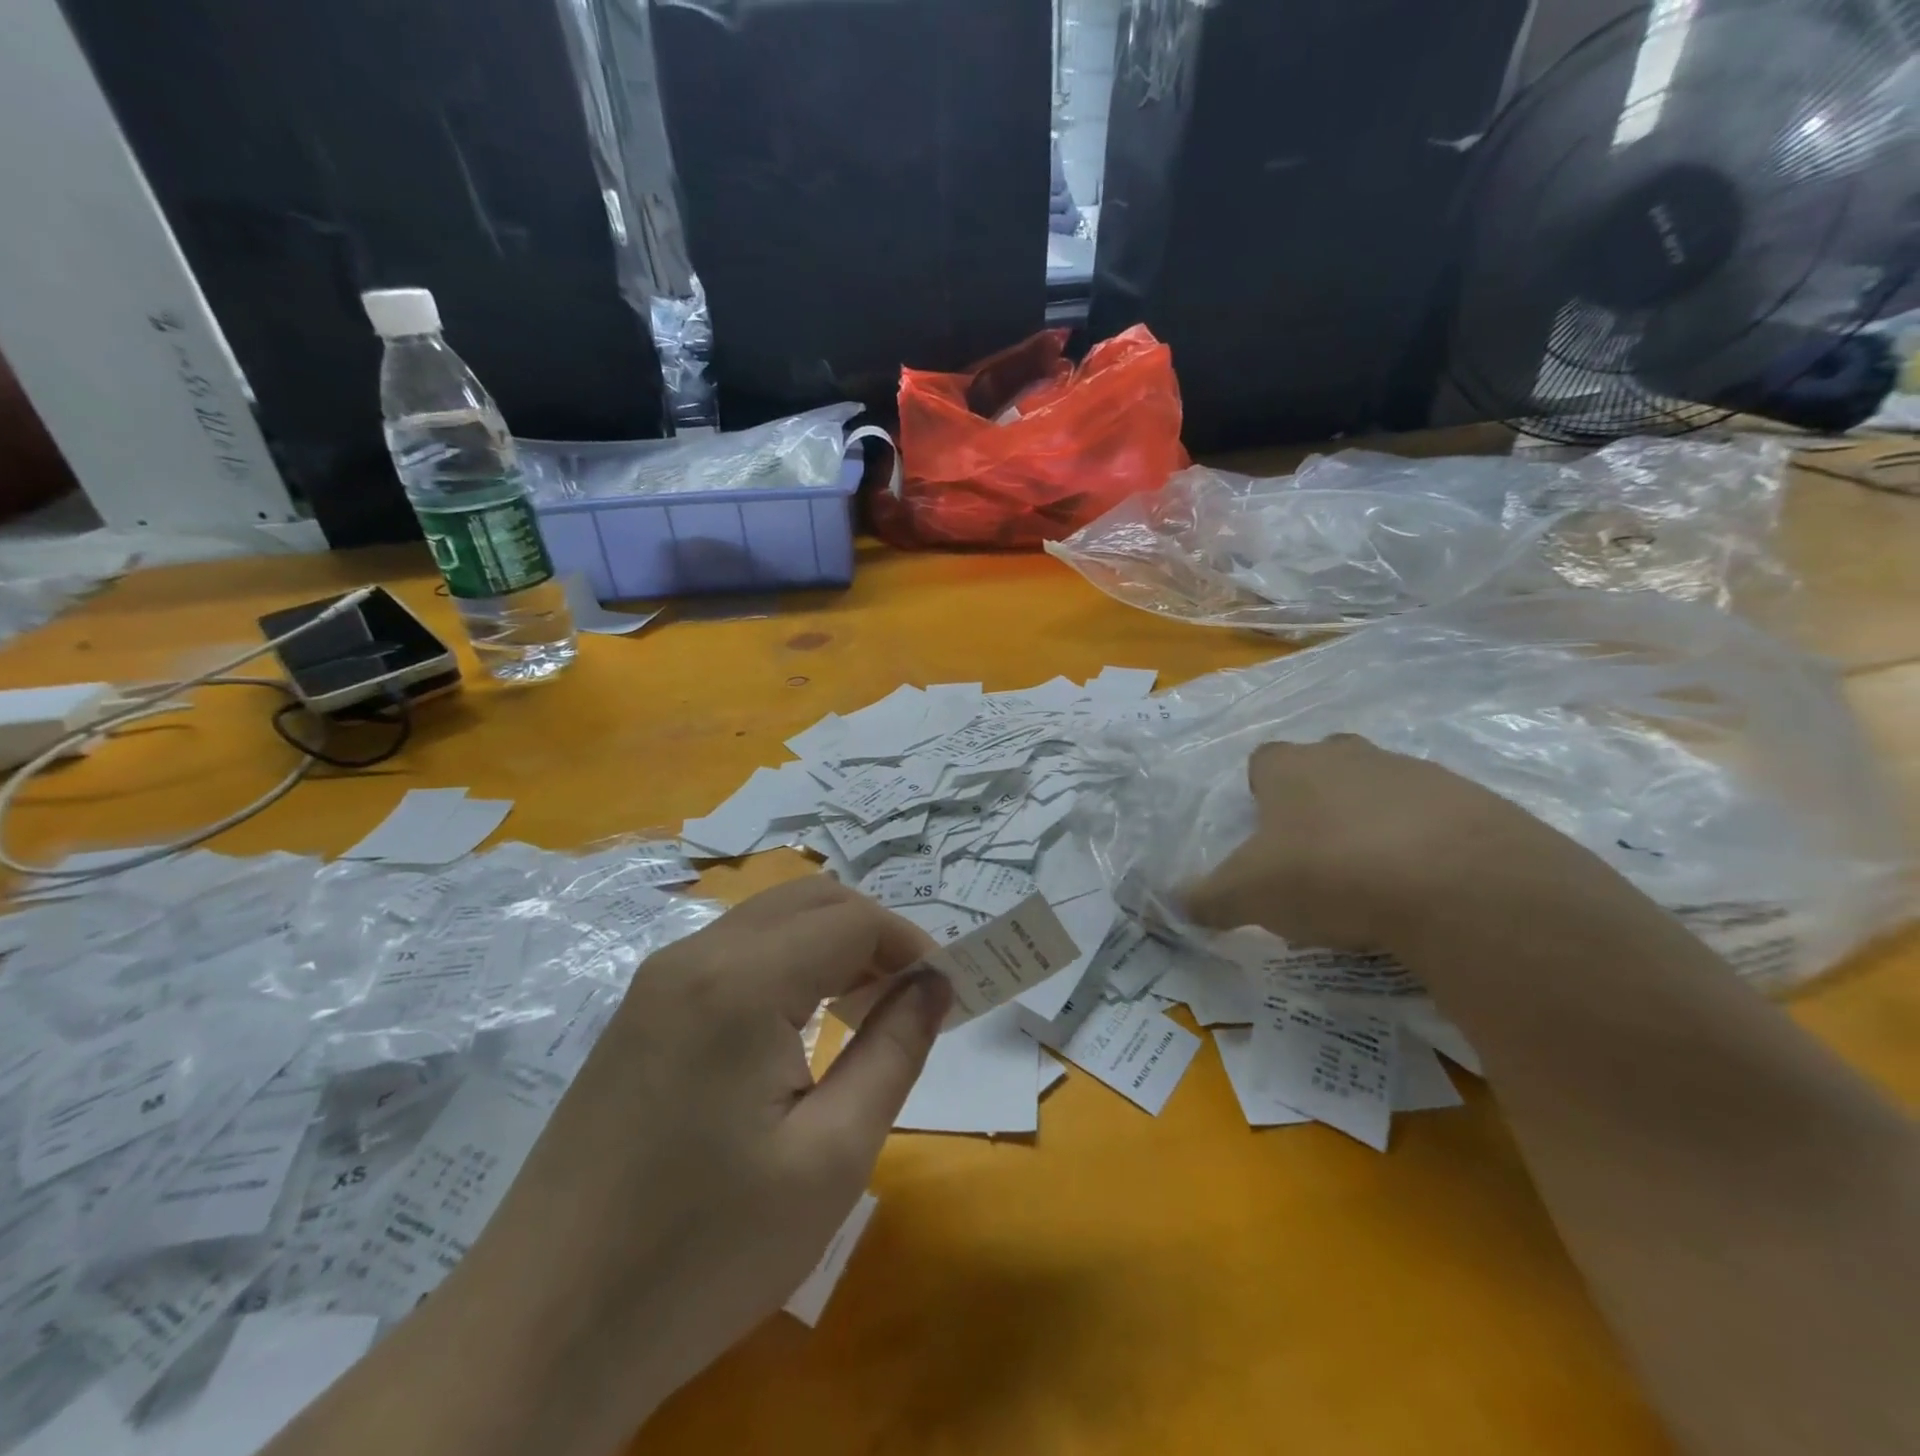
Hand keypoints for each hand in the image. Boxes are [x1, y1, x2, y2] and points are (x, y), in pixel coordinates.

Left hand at [454, 875, 950, 1449]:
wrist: (539, 1335)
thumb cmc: (701, 1254)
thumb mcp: (829, 1158)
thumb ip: (893, 1051)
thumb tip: (934, 984)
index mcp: (740, 980)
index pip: (853, 919)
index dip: (912, 944)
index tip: (948, 992)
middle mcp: (694, 955)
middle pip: (811, 900)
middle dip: (874, 935)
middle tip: (910, 999)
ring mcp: (656, 981)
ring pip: (770, 921)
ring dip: (830, 947)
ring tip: (864, 1014)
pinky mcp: (639, 1012)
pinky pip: (732, 954)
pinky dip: (786, 966)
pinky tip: (797, 1029)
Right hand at [1183, 735, 1565, 952]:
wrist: (1457, 884)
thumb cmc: (1327, 873)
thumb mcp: (1249, 895)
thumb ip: (1207, 899)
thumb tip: (1172, 904)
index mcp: (1291, 767)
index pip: (1263, 761)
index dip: (1260, 793)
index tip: (1265, 834)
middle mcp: (1349, 756)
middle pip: (1324, 767)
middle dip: (1317, 803)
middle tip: (1314, 856)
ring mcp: (1416, 773)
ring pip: (1382, 791)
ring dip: (1372, 824)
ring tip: (1372, 882)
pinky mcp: (1474, 802)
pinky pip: (1436, 820)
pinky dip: (1425, 847)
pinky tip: (1423, 891)